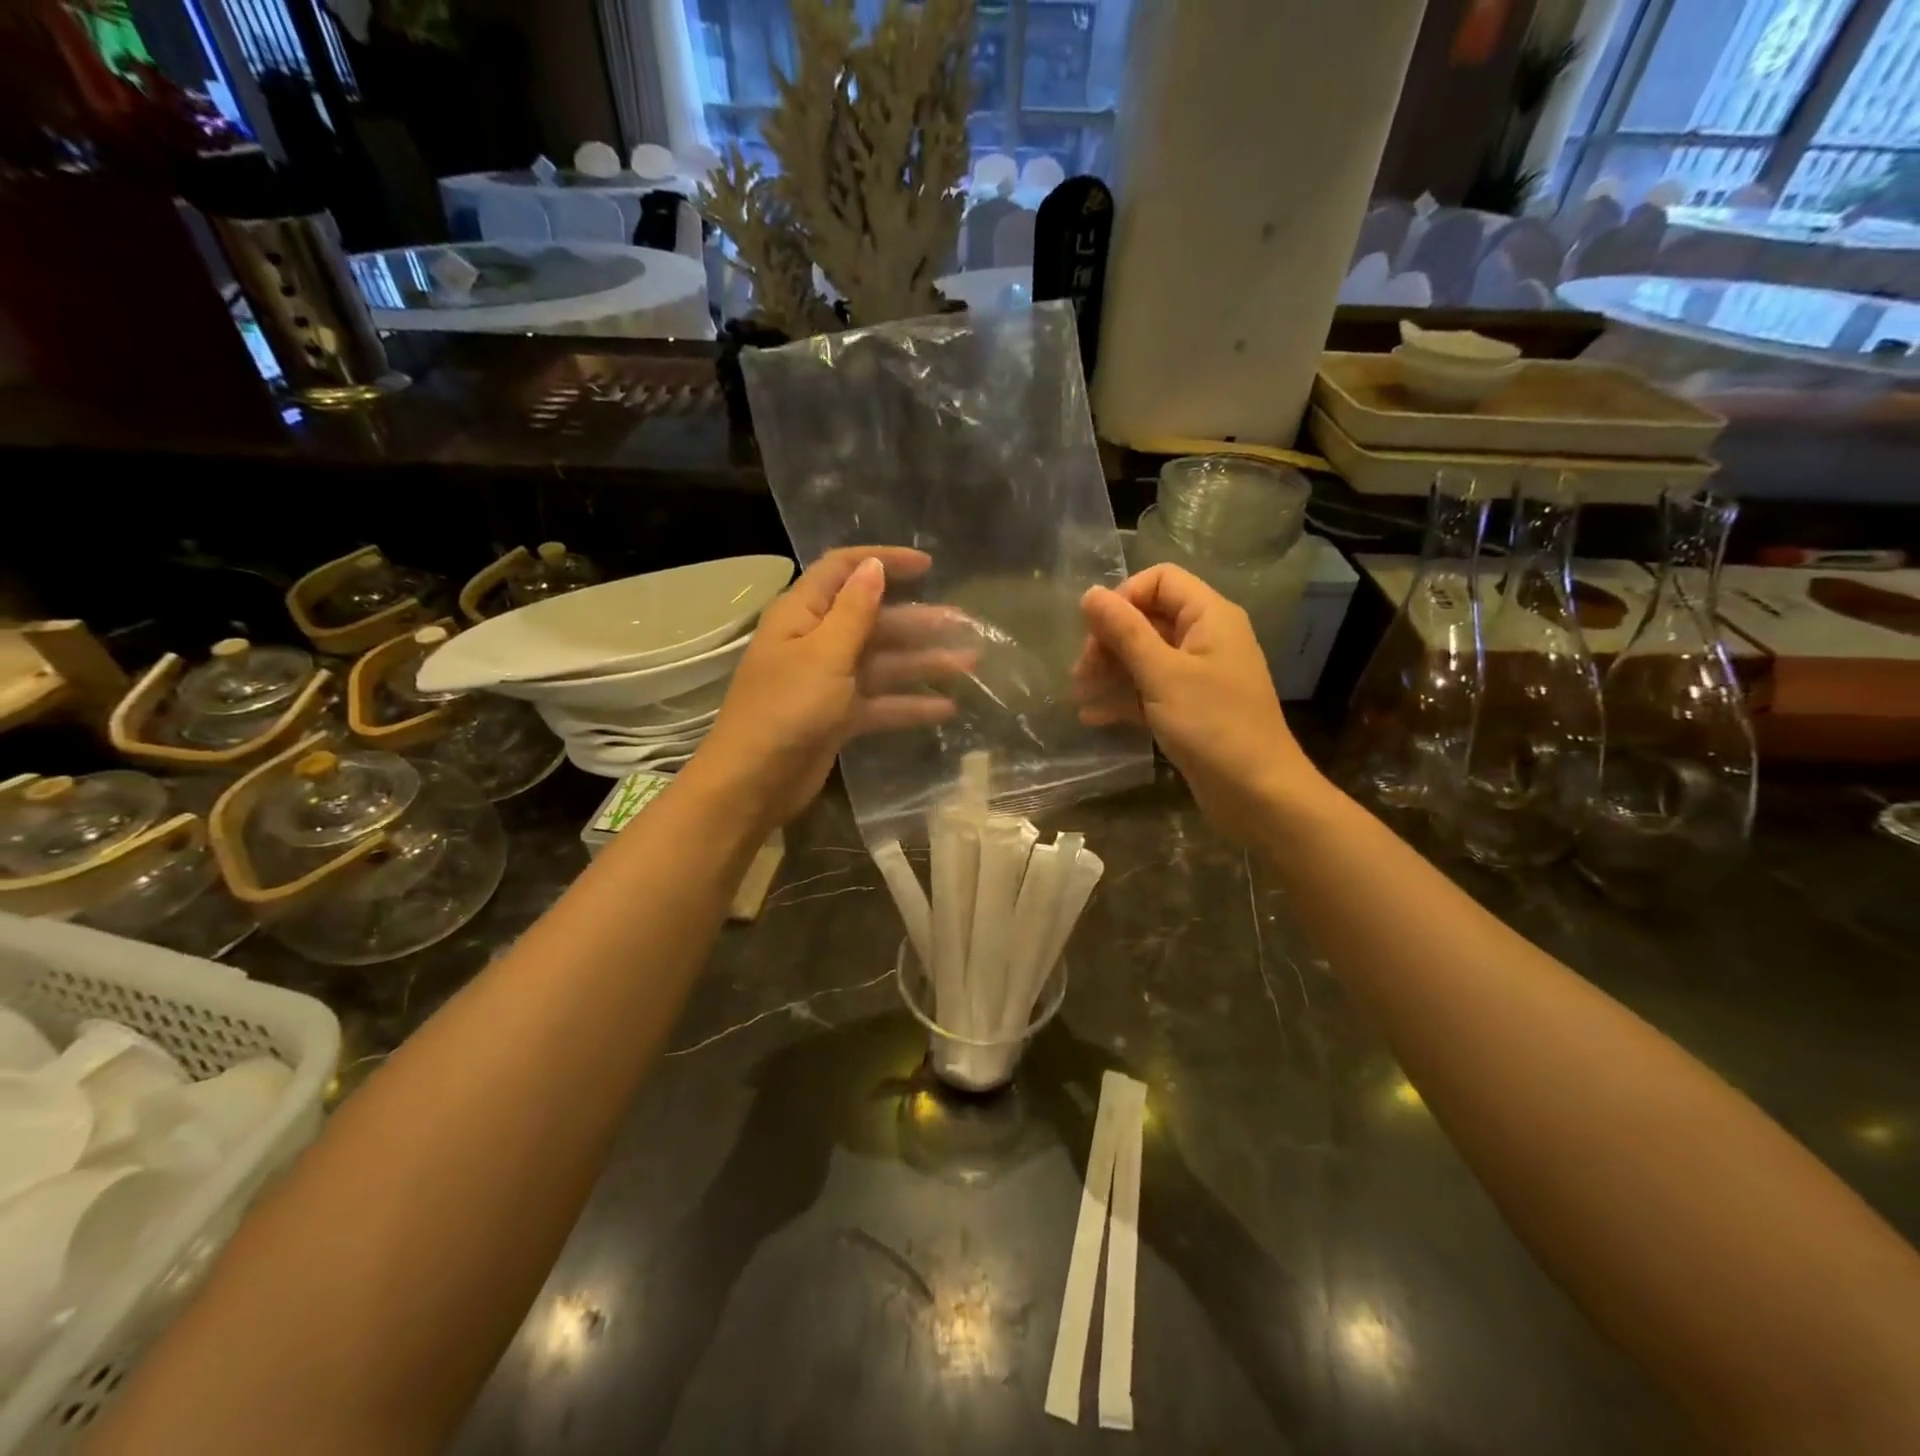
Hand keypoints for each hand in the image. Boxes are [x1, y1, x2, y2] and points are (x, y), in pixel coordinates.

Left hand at [692, 546, 975, 831]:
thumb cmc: (786, 709)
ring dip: (922, 662)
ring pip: (883, 662)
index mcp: (802, 615)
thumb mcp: (824, 655)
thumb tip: (874, 565)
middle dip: (917, 621)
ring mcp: (828, 682)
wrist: (754, 782)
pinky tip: (946, 709)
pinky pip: (880, 702)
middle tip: (964, 624)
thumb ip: (854, 611)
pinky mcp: (838, 717)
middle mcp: (816, 642)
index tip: (927, 566)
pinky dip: (909, 704)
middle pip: (873, 620)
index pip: (843, 571)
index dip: (883, 562)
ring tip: (969, 664)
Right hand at [1074, 564, 1321, 841]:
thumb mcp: (1162, 675)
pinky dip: (1125, 698)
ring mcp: (1199, 674)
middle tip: (1081, 672)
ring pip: (1146, 656)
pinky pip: (1152, 689)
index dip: (1123, 598)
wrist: (1258, 794)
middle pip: (1149, 618)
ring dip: (1111, 671)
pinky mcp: (1191, 707)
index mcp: (1209, 617)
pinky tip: (1094, 716)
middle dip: (1110, 640)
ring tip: (1079, 695)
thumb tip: (1090, 593)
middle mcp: (1206, 638)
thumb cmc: (1212, 726)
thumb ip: (1124, 632)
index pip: (1160, 580)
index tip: (1094, 631)